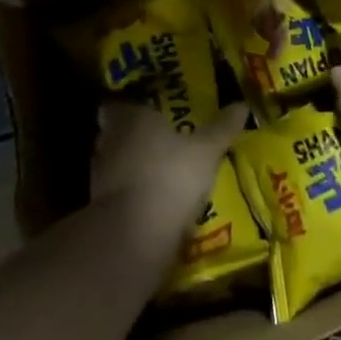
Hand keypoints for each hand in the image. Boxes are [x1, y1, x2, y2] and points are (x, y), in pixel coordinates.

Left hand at [90, 100, 247, 256]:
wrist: (134, 234)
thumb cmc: (171, 176)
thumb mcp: (206, 151)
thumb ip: (221, 129)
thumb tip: (241, 105)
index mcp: (133, 118)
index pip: (122, 105)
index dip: (132, 109)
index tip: (147, 112)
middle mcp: (111, 140)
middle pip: (115, 133)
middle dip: (132, 136)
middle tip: (157, 140)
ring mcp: (100, 175)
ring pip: (114, 163)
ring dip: (129, 167)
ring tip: (156, 172)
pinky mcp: (99, 208)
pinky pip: (116, 192)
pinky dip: (128, 194)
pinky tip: (149, 202)